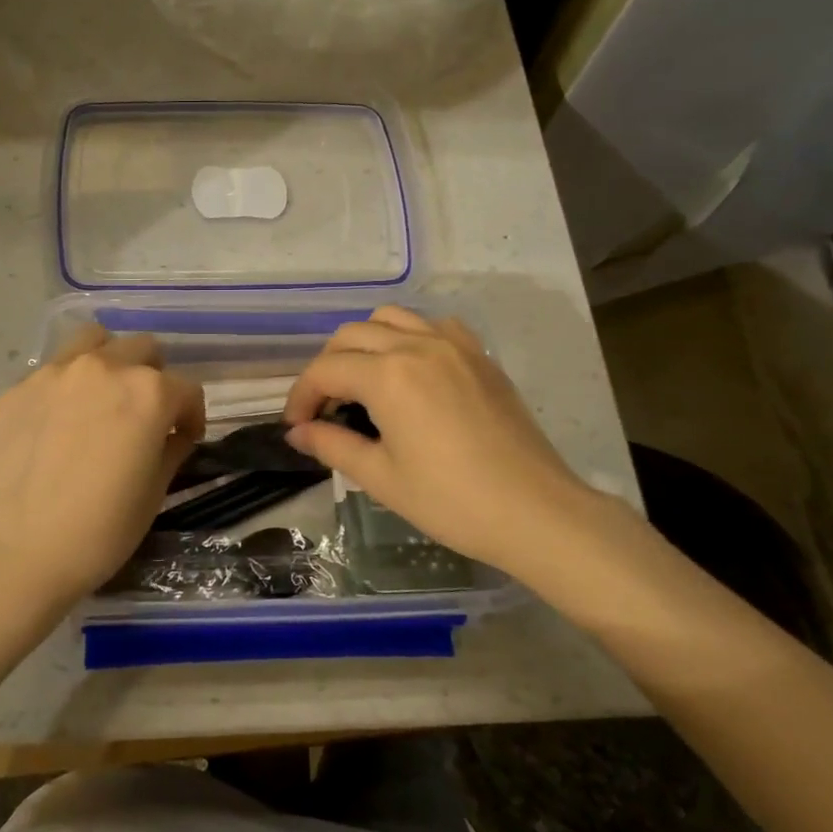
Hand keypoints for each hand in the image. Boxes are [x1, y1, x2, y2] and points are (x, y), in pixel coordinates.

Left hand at [0, 325, 204, 612]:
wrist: (13, 552)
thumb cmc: (98, 532)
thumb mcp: (154, 494)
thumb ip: (171, 449)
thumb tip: (172, 432)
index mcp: (147, 393)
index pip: (187, 389)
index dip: (191, 416)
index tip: (184, 438)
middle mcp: (103, 368)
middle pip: (144, 350)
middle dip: (154, 378)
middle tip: (145, 415)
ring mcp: (54, 372)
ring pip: (95, 341)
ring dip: (110, 361)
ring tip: (103, 398)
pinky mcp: (18, 388)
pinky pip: (54, 370)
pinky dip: (68, 384)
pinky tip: (58, 423)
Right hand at [284, 307, 615, 580]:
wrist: (535, 512)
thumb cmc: (451, 501)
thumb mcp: (381, 478)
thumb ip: (332, 445)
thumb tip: (297, 432)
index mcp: (388, 375)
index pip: (325, 371)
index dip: (301, 397)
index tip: (296, 427)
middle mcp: (417, 345)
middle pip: (351, 336)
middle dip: (327, 368)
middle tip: (325, 409)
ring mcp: (453, 344)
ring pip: (390, 319)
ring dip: (364, 344)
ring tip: (363, 383)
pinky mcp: (480, 355)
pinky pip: (432, 325)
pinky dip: (408, 337)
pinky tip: (411, 371)